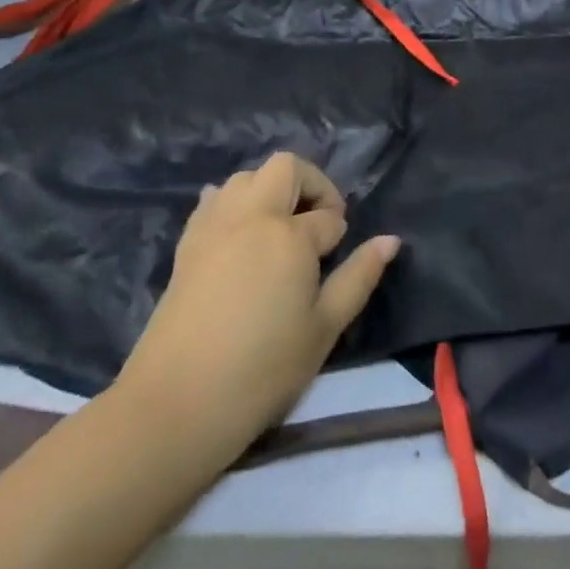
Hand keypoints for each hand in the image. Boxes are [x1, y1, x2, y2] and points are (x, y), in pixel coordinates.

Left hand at [116, 154, 399, 455]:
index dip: (338, 234)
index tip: (335, 260)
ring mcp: (215, 225)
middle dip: (311, 185)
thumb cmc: (264, 368)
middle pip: (285, 168)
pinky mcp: (187, 242)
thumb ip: (359, 277)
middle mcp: (251, 215)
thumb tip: (390, 240)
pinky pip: (214, 200)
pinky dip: (234, 204)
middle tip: (317, 224)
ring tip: (279, 230)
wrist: (179, 401)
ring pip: (246, 177)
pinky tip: (241, 236)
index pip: (327, 217)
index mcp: (289, 234)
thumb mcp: (325, 327)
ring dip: (270, 189)